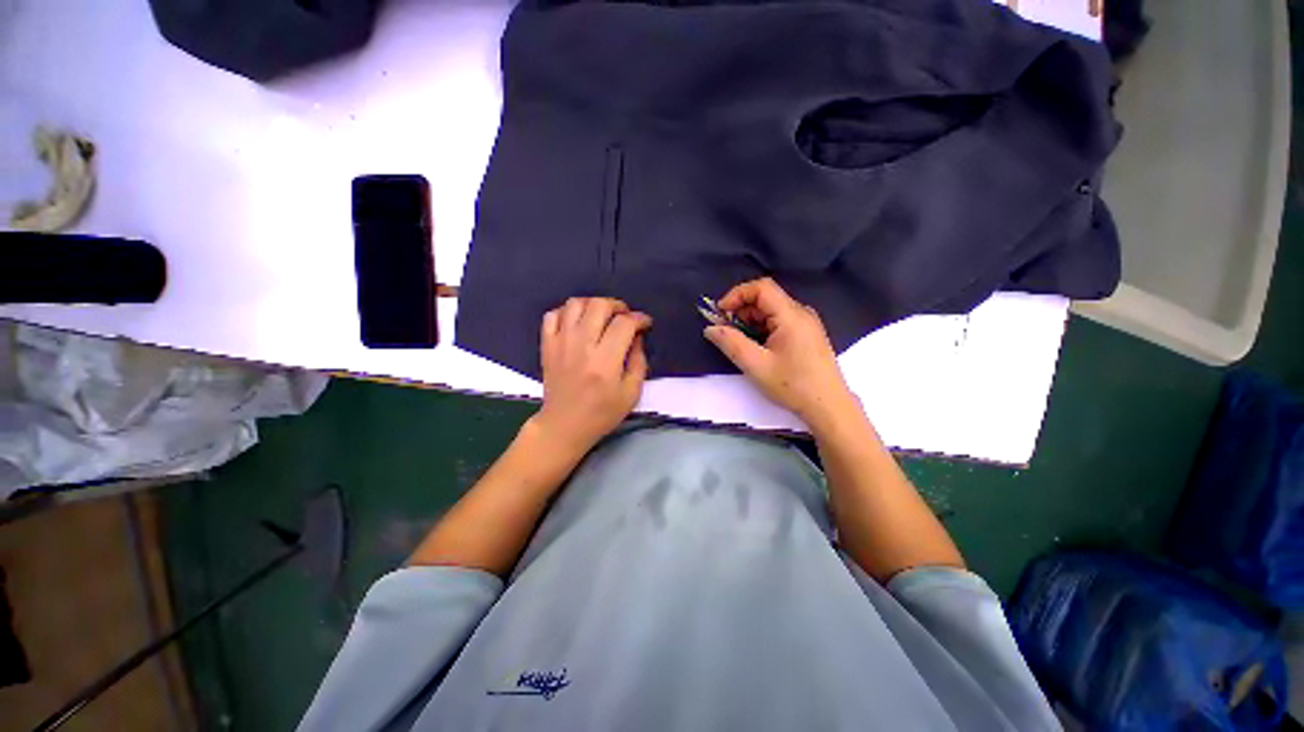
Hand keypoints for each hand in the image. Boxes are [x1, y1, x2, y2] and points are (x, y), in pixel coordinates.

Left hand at [531, 297, 651, 456]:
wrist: (564, 424)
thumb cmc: (602, 413)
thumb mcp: (632, 393)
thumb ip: (638, 361)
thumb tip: (637, 336)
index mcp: (605, 361)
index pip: (624, 324)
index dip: (639, 319)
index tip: (645, 324)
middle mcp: (582, 345)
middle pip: (599, 305)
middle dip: (618, 306)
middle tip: (624, 317)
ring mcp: (561, 342)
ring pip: (576, 303)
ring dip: (593, 304)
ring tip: (602, 316)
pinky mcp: (547, 345)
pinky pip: (552, 314)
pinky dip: (567, 312)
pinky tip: (578, 322)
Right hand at [704, 278, 857, 430]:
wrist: (828, 406)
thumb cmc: (793, 385)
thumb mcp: (756, 365)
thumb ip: (731, 343)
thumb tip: (710, 328)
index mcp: (791, 315)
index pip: (761, 287)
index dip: (737, 295)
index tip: (720, 313)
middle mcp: (801, 313)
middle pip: (765, 298)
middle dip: (741, 311)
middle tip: (727, 332)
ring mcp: (806, 323)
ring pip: (771, 311)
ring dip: (751, 322)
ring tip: (741, 344)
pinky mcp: (807, 334)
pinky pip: (780, 322)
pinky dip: (762, 329)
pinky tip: (758, 348)